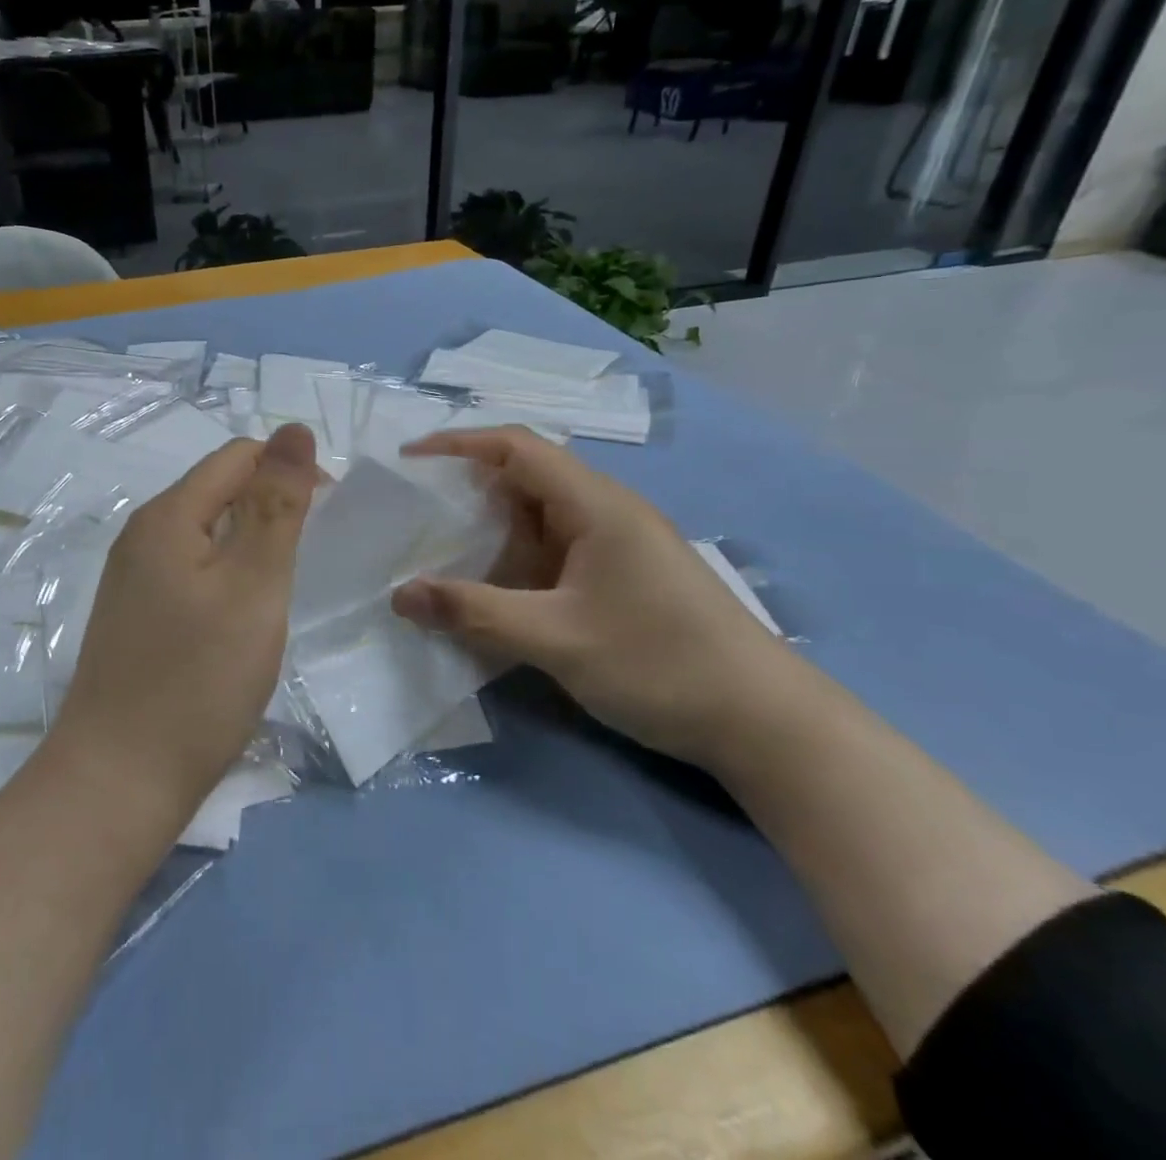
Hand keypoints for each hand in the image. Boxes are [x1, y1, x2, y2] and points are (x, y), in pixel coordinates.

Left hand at [48, 424, 318, 814]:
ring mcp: (132, 578)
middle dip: (269, 508)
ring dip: (250, 545)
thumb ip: (276, 504)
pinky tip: (241, 618)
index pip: (237, 457)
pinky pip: (190, 571)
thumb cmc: (198, 679)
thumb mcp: (254, 584)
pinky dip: (226, 578)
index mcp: (167, 515)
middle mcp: (142, 535)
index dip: (287, 471)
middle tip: (307, 560)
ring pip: (206, 534)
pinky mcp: (135, 616)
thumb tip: (294, 429)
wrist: (119, 780)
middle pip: (218, 491)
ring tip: (280, 589)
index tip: (326, 518)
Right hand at [389, 426, 818, 766]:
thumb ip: (474, 612)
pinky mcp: (620, 576)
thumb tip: (399, 594)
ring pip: (538, 518)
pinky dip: (514, 560)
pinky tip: (490, 590)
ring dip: (490, 529)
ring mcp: (616, 545)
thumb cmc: (661, 663)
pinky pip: (554, 551)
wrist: (766, 723)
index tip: (408, 460)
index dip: (459, 443)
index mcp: (596, 504)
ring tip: (438, 550)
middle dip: (466, 488)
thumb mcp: (557, 639)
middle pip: (525, 477)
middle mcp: (605, 511)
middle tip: (413, 512)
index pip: (517, 446)